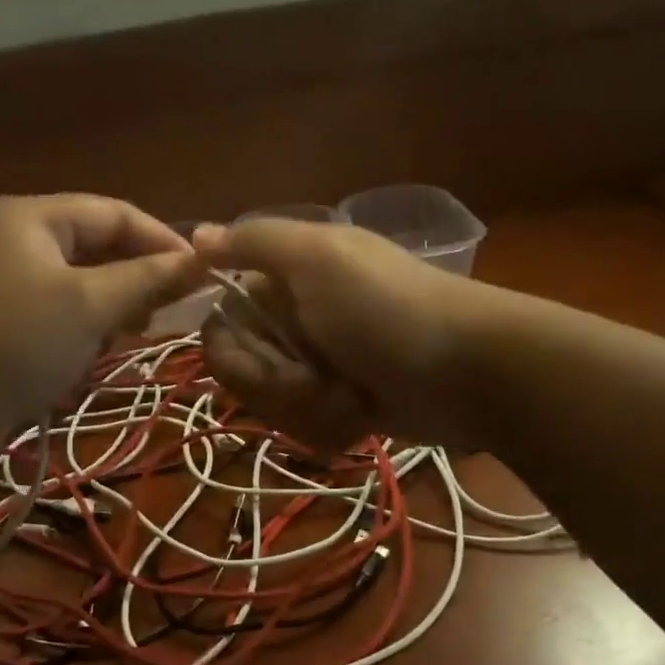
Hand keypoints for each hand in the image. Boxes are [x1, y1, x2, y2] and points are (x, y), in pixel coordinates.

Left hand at [0, 196, 202, 448]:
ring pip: (76, 289)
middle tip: (169, 315)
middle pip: (95, 249)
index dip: (163, 242)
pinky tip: (90, 361)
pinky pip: (53, 320)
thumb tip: (202, 260)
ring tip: (133, 339)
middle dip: (136, 280)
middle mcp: (14, 242)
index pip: (115, 213)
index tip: (203, 277)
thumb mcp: (88, 306)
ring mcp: (0, 286)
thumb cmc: (11, 343)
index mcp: (31, 217)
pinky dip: (79, 336)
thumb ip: (147, 281)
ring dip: (110, 312)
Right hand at [194, 219, 494, 449]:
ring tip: (353, 398)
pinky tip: (365, 414)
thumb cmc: (387, 309)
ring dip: (310, 409)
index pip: (220, 328)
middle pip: (243, 375)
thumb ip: (254, 243)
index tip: (270, 357)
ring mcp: (317, 368)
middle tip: (323, 378)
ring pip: (273, 407)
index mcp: (282, 283)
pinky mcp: (339, 406)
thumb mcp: (319, 259)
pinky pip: (306, 428)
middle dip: (279, 386)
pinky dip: (334, 425)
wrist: (469, 372)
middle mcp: (292, 323)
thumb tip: (196, 236)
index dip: (236, 353)